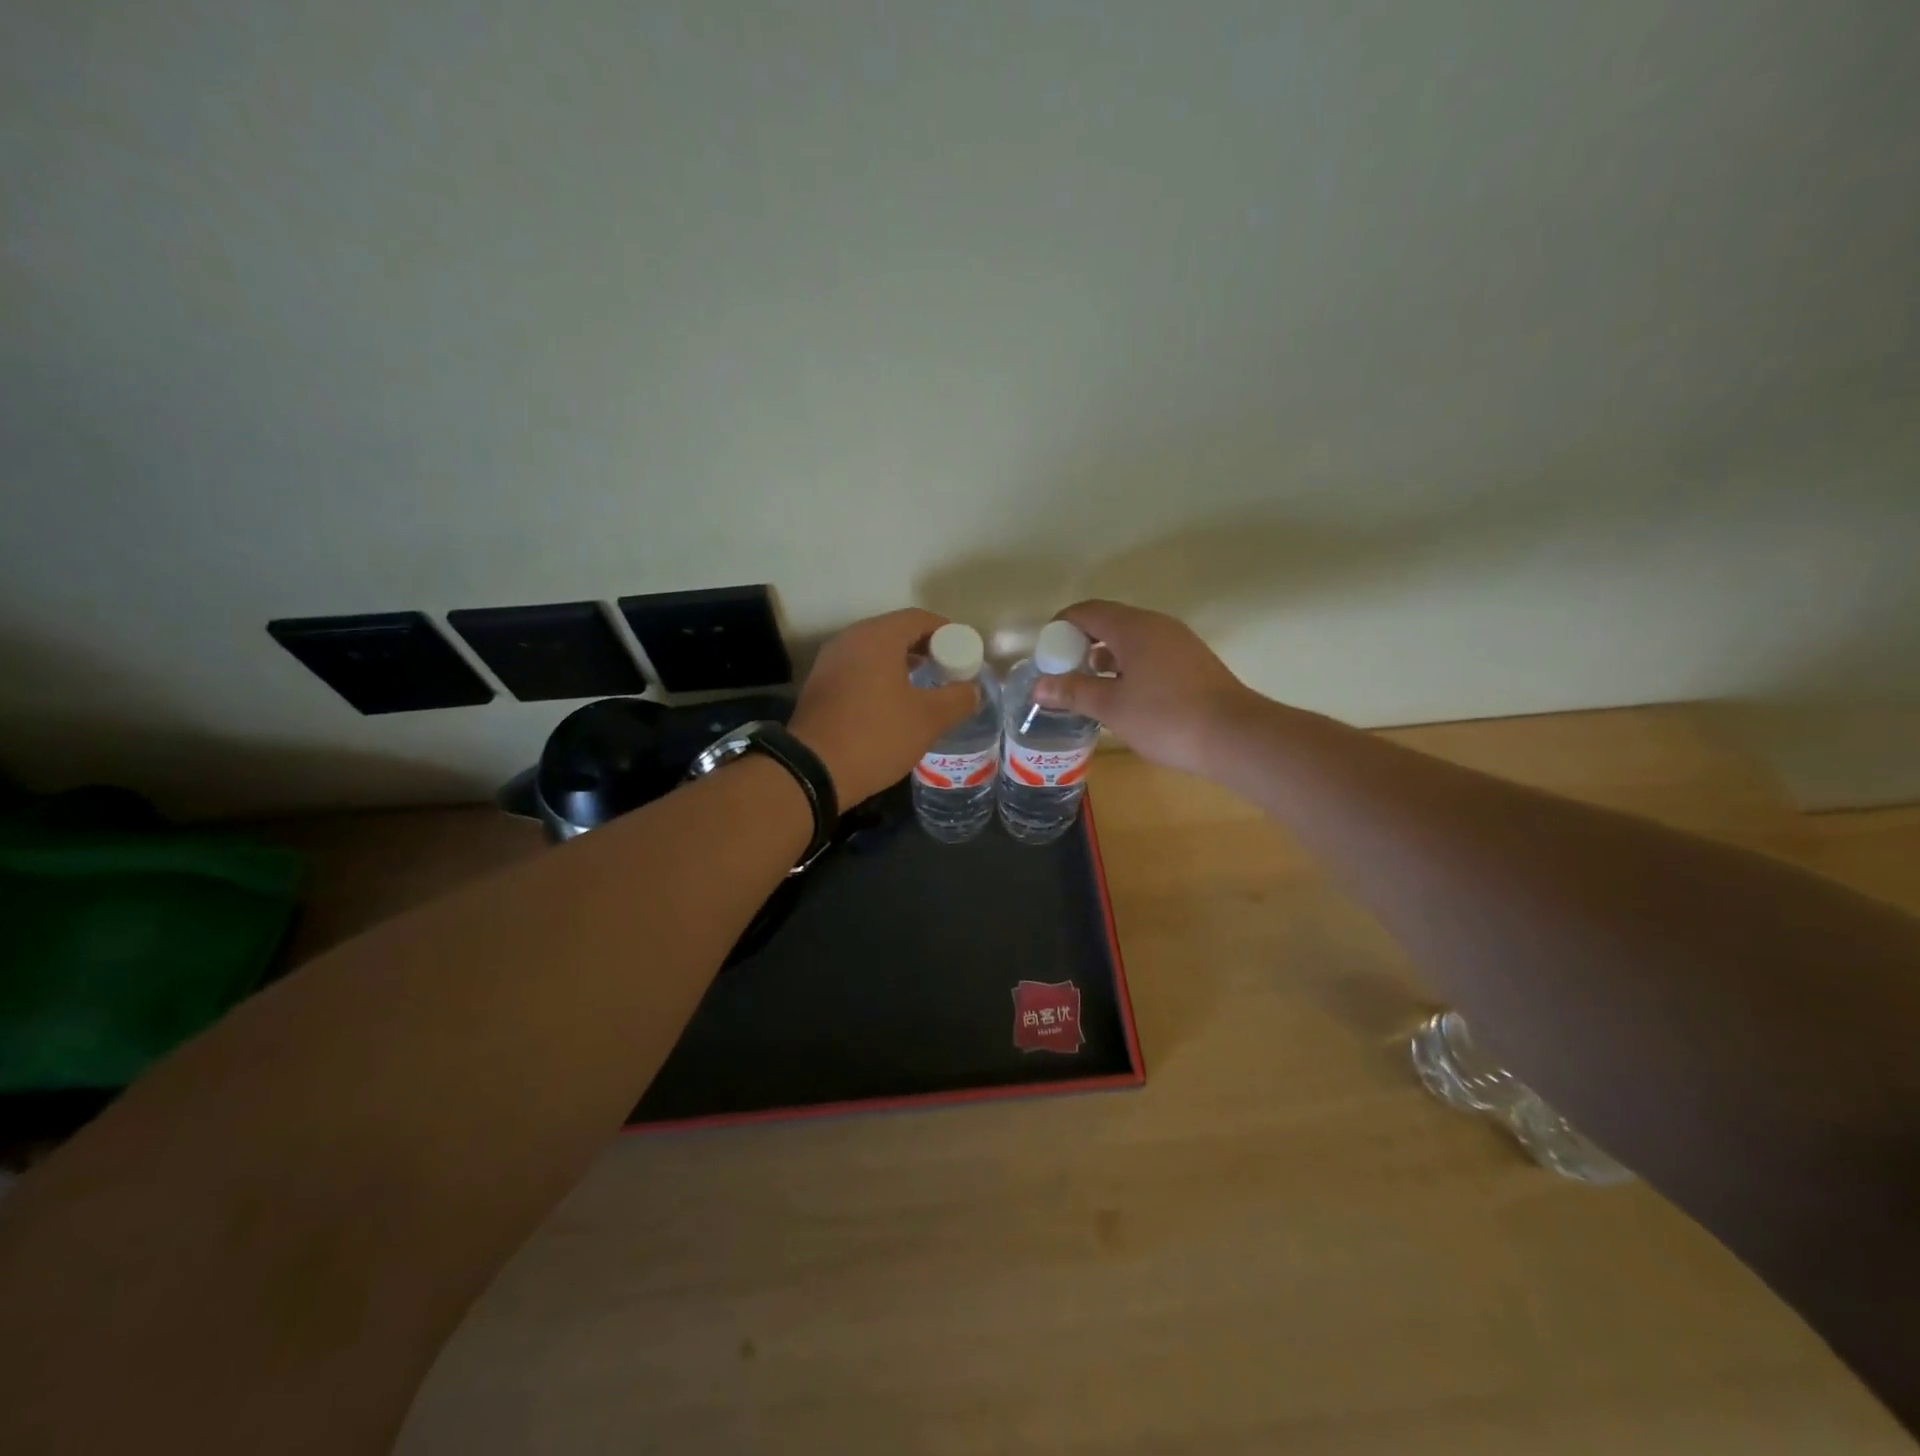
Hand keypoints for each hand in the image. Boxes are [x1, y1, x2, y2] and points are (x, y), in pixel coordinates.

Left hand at [790, 609, 978, 805]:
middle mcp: (850, 639)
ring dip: (902, 663)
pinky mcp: (819, 685)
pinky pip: (858, 669)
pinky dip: (880, 677)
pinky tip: (893, 703)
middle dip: (926, 648)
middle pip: (895, 631)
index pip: (919, 618)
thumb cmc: (876, 736)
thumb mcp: (928, 720)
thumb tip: (972, 690)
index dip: (948, 632)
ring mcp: (830, 661)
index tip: (965, 653)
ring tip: (925, 687)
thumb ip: (958, 699)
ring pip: (875, 651)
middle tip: (948, 670)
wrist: (813, 770)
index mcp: (877, 637)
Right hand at [1032, 600, 1261, 777]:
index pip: (1086, 612)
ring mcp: (1178, 642)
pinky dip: (1128, 665)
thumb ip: (1073, 692)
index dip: (1060, 628)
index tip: (1046, 655)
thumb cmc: (1166, 717)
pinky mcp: (1192, 661)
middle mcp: (1156, 625)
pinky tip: (1124, 695)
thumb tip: (1039, 686)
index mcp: (1133, 627)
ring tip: (1089, 687)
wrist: (1235, 736)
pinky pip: (1149, 652)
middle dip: (1080, 643)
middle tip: (1063, 672)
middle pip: (1108, 622)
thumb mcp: (1111, 707)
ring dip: (1105, 656)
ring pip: (1131, 638)